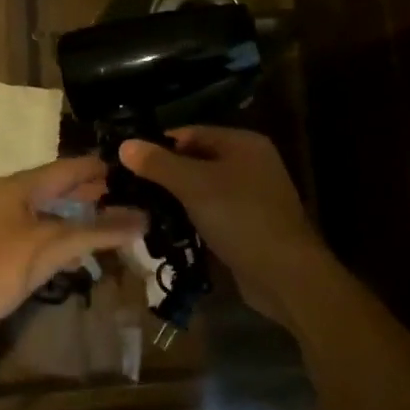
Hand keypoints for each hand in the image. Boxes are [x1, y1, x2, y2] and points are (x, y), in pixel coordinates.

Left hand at [0, 155, 146, 359]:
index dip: (100, 168)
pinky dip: (65, 241)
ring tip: (116, 224)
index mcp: (20, 187)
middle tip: (133, 199)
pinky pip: (43, 238)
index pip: (69, 167)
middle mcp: (12, 199)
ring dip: (82, 219)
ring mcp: (6, 227)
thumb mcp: (52, 246)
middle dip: (94, 193)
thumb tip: (143, 218)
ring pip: (52, 215)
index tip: (136, 171)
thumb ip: (97, 231)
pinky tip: (83, 256)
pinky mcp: (4, 253)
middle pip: (60, 188)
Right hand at [119, 128, 334, 333]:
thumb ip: (159, 164)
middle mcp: (250, 163)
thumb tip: (124, 144)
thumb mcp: (195, 186)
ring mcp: (251, 196)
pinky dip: (190, 217)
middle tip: (128, 187)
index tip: (126, 161)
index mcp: (243, 143)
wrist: (285, 276)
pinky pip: (211, 212)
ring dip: (175, 198)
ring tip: (140, 208)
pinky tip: (166, 229)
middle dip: (164, 174)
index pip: (190, 133)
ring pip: (202, 188)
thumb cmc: (240, 218)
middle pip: (196, 160)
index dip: (158, 145)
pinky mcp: (247, 225)